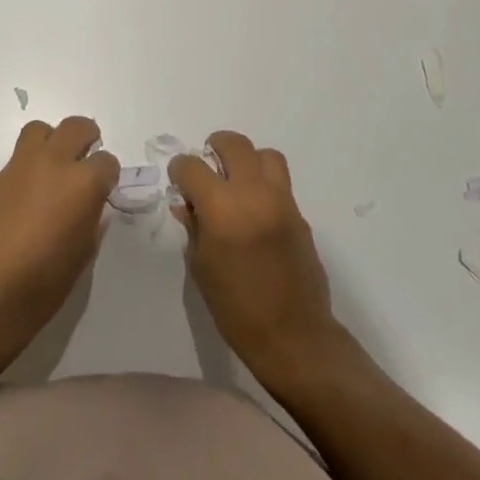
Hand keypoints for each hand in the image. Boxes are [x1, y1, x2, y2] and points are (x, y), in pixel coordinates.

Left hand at [0, 116, 117, 356]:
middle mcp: (53, 163)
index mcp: (83, 182)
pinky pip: (16, 160)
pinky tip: (24, 197)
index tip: (104, 187)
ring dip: (51, 140)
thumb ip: (90, 217)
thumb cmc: (46, 280)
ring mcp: (20, 167)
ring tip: (52, 164)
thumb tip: (88, 204)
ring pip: (39, 130)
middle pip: (75, 127)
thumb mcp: (84, 250)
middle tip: (86, 155)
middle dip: (86, 137)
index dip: (108, 175)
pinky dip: (27, 169)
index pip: (107, 161)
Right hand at [169, 131, 342, 381]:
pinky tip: (255, 210)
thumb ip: (193, 226)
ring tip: (236, 181)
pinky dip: (264, 184)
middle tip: (207, 166)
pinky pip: (280, 182)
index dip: (180, 170)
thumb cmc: (236, 307)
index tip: (179, 182)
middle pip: (234, 144)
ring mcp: (281, 201)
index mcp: (222, 208)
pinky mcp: (299, 214)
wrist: (293, 335)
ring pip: (265, 155)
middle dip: (215, 147)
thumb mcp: (201, 266)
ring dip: (247, 160)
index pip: (193, 166)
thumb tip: (186, 203)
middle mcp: (253, 194)